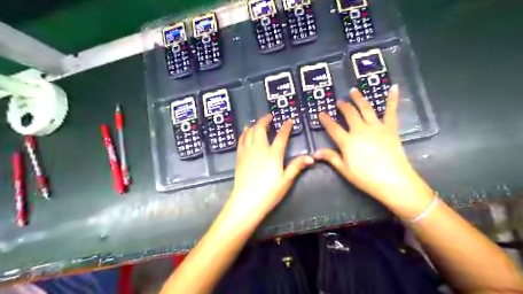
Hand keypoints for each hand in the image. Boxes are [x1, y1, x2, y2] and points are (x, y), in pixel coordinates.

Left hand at [225, 114, 314, 222]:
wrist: (246, 201)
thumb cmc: (269, 192)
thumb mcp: (286, 181)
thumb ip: (296, 166)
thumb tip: (311, 158)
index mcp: (273, 154)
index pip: (281, 136)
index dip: (286, 127)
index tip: (289, 120)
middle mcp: (259, 149)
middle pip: (261, 128)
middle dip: (265, 120)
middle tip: (269, 116)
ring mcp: (247, 151)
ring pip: (250, 132)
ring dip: (255, 124)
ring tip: (259, 122)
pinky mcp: (239, 156)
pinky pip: (241, 139)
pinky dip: (244, 132)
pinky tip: (246, 131)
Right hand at [312, 85, 430, 208]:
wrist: (393, 180)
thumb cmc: (366, 178)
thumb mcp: (344, 170)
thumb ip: (331, 158)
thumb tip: (314, 152)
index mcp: (347, 141)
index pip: (333, 128)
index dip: (326, 120)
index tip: (321, 113)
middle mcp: (360, 130)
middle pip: (349, 114)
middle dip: (343, 106)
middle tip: (339, 102)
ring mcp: (376, 127)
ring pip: (365, 108)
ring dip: (359, 98)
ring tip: (354, 91)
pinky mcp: (390, 128)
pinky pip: (391, 111)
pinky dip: (392, 99)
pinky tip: (394, 87)